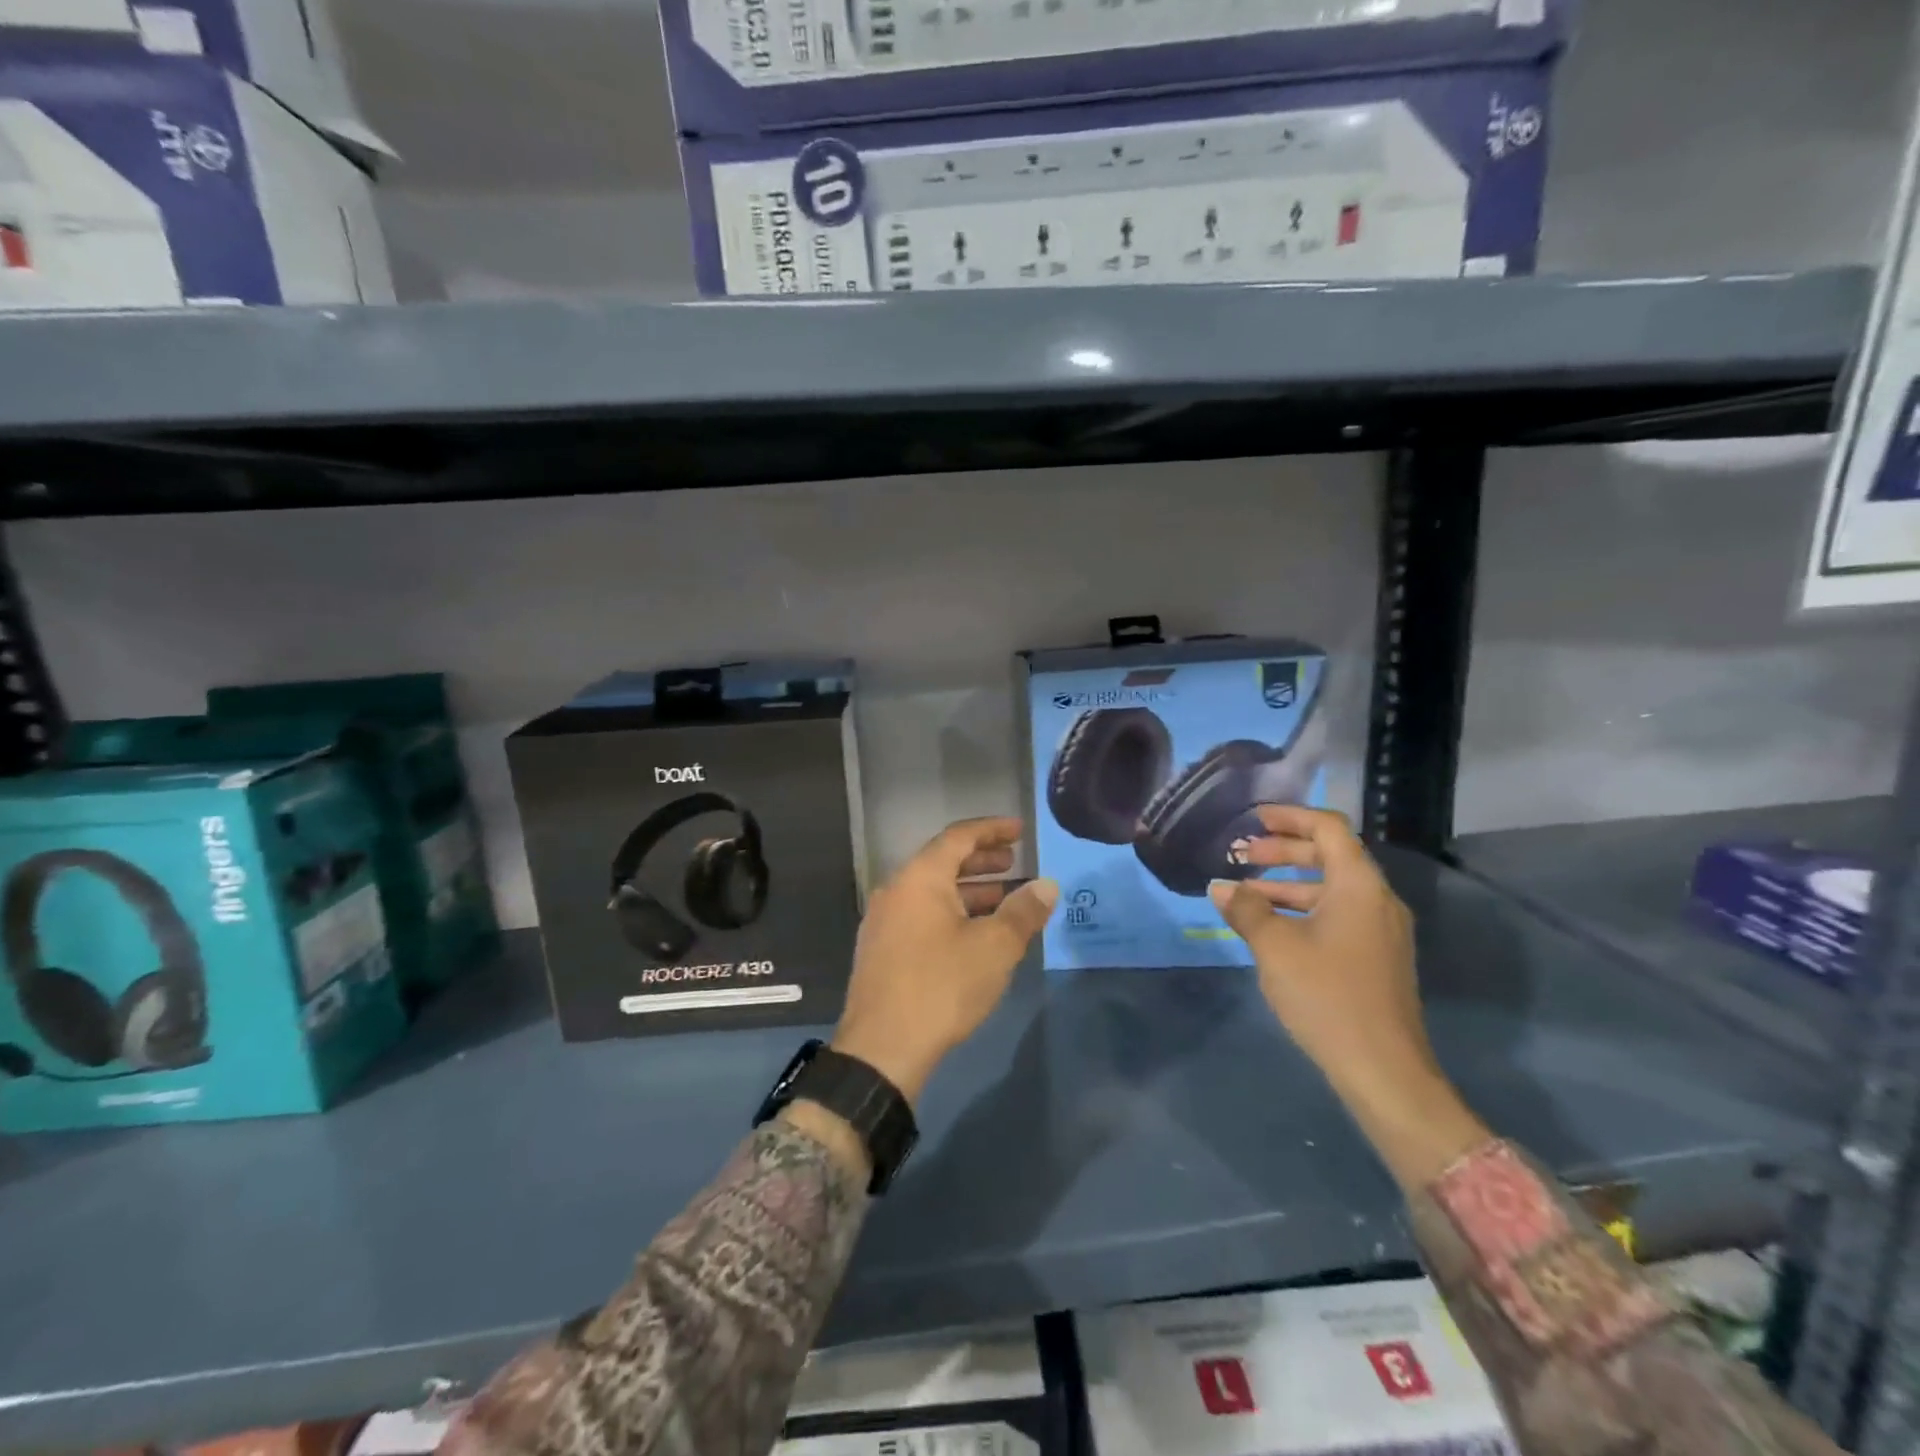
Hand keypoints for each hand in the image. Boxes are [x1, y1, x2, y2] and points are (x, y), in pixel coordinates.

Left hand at [831, 818, 1057, 1106]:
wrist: (882, 1049)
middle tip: (1014, 863)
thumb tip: (1047, 886)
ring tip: (1003, 900)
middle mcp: (896, 890)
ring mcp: (883, 921)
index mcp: (919, 878)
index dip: (992, 830)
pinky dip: (951, 913)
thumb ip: (1023, 912)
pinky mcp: (881, 951)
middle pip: (942, 862)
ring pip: (931, 893)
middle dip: (981, 861)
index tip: (1020, 830)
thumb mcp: (994, 947)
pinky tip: (973, 935)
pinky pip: (921, 916)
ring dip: (969, 891)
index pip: (958, 837)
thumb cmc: (942, 986)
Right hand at [1209, 805, 1485, 1188]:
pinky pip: (1337, 914)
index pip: (1328, 828)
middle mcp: (1377, 899)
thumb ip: (1247, 909)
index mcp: (1359, 885)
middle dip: (1282, 851)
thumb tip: (1222, 887)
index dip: (1290, 817)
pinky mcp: (1377, 957)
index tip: (1254, 818)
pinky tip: (1271, 927)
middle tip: (1241, 856)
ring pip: (1331, 888)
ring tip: (1246, 893)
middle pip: (1330, 855)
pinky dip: (1303, 909)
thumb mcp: (1275, 947)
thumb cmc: (1326, 995)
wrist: (1383, 1070)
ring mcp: (1381, 930)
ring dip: (1288, 883)